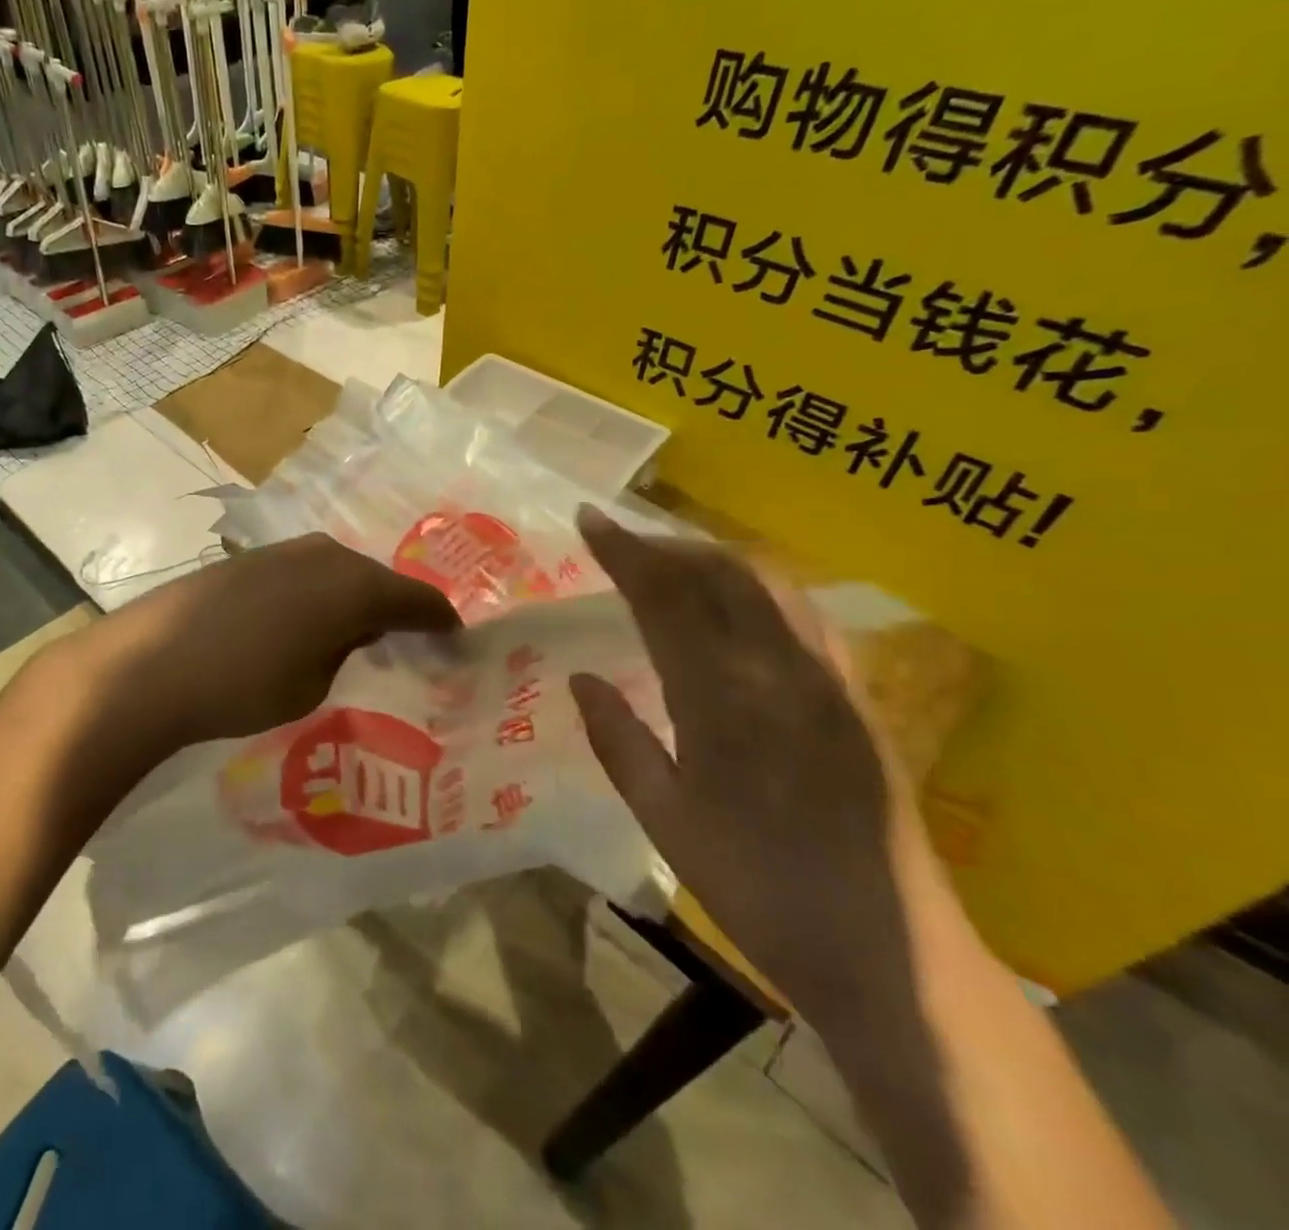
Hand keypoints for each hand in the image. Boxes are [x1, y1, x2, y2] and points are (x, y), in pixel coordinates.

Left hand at [44, 534, 460, 786]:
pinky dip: (319, 596)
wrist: (148, 664)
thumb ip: (347, 652)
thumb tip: (352, 635)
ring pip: (340, 574)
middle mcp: (326, 554)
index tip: (457, 645)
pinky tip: (304, 624)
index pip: (418, 600)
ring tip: (357, 636)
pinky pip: (306, 574)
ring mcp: (284, 551)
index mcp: (355, 585)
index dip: (442, 624)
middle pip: (378, 581)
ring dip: (354, 601)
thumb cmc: (243, 685)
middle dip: (397, 611)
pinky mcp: (250, 559)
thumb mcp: (313, 684)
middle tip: (409, 646)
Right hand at [570, 506, 925, 1015]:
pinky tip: (736, 602)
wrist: (886, 948)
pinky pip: (801, 612)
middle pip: (721, 573)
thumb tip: (581, 676)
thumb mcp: (664, 822)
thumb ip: (617, 740)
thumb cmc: (756, 888)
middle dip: (666, 544)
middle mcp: (779, 671)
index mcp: (722, 701)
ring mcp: (827, 678)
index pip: (664, 599)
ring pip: (767, 584)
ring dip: (712, 558)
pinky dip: (756, 586)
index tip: (589, 520)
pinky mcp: (856, 694)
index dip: (624, 553)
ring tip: (670, 562)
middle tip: (623, 541)